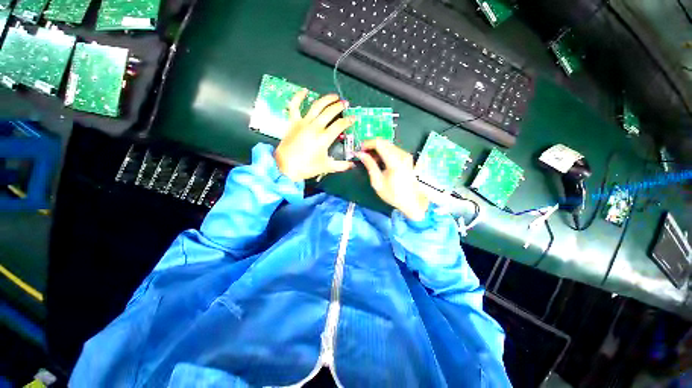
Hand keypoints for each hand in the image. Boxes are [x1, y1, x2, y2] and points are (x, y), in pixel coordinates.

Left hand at [275, 90, 354, 180]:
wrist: (285, 167)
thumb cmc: (306, 168)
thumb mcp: (326, 167)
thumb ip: (341, 165)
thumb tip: (352, 164)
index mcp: (324, 138)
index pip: (340, 125)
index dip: (348, 120)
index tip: (353, 118)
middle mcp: (315, 127)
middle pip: (330, 112)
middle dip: (339, 106)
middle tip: (345, 104)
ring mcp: (303, 123)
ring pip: (316, 106)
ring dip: (326, 99)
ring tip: (334, 96)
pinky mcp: (292, 122)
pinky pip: (294, 106)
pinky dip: (299, 96)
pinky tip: (305, 90)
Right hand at [357, 139, 429, 220]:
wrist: (411, 201)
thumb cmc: (393, 194)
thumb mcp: (378, 182)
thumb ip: (369, 165)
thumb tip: (360, 154)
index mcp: (395, 161)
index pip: (379, 143)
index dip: (367, 143)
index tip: (359, 149)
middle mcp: (402, 154)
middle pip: (384, 142)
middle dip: (371, 145)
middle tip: (362, 153)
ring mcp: (406, 155)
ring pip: (388, 145)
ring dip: (377, 148)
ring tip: (369, 158)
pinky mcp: (407, 158)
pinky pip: (393, 149)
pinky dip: (384, 152)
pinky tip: (379, 160)